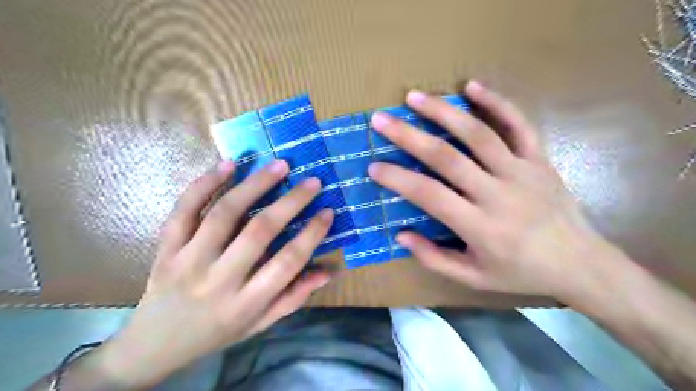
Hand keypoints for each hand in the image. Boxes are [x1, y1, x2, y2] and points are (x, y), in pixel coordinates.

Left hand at [98, 160, 333, 389]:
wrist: (154, 345)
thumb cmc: (217, 332)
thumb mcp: (260, 324)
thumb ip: (294, 297)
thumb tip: (330, 270)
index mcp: (246, 303)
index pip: (287, 263)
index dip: (311, 235)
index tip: (328, 211)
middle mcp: (218, 280)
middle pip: (259, 232)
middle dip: (290, 202)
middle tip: (312, 181)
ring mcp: (188, 260)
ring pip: (224, 214)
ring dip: (255, 185)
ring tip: (279, 165)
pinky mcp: (166, 247)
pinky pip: (184, 210)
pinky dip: (205, 183)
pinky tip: (229, 165)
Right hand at [367, 81, 610, 296]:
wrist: (579, 263)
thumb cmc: (520, 272)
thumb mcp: (473, 278)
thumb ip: (434, 258)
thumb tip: (401, 235)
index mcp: (479, 226)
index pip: (429, 195)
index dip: (398, 179)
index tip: (374, 166)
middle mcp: (497, 193)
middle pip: (447, 157)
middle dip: (409, 136)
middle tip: (382, 120)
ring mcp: (521, 171)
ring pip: (478, 134)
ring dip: (443, 112)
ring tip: (415, 97)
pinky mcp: (538, 159)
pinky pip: (518, 124)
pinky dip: (495, 102)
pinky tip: (471, 86)